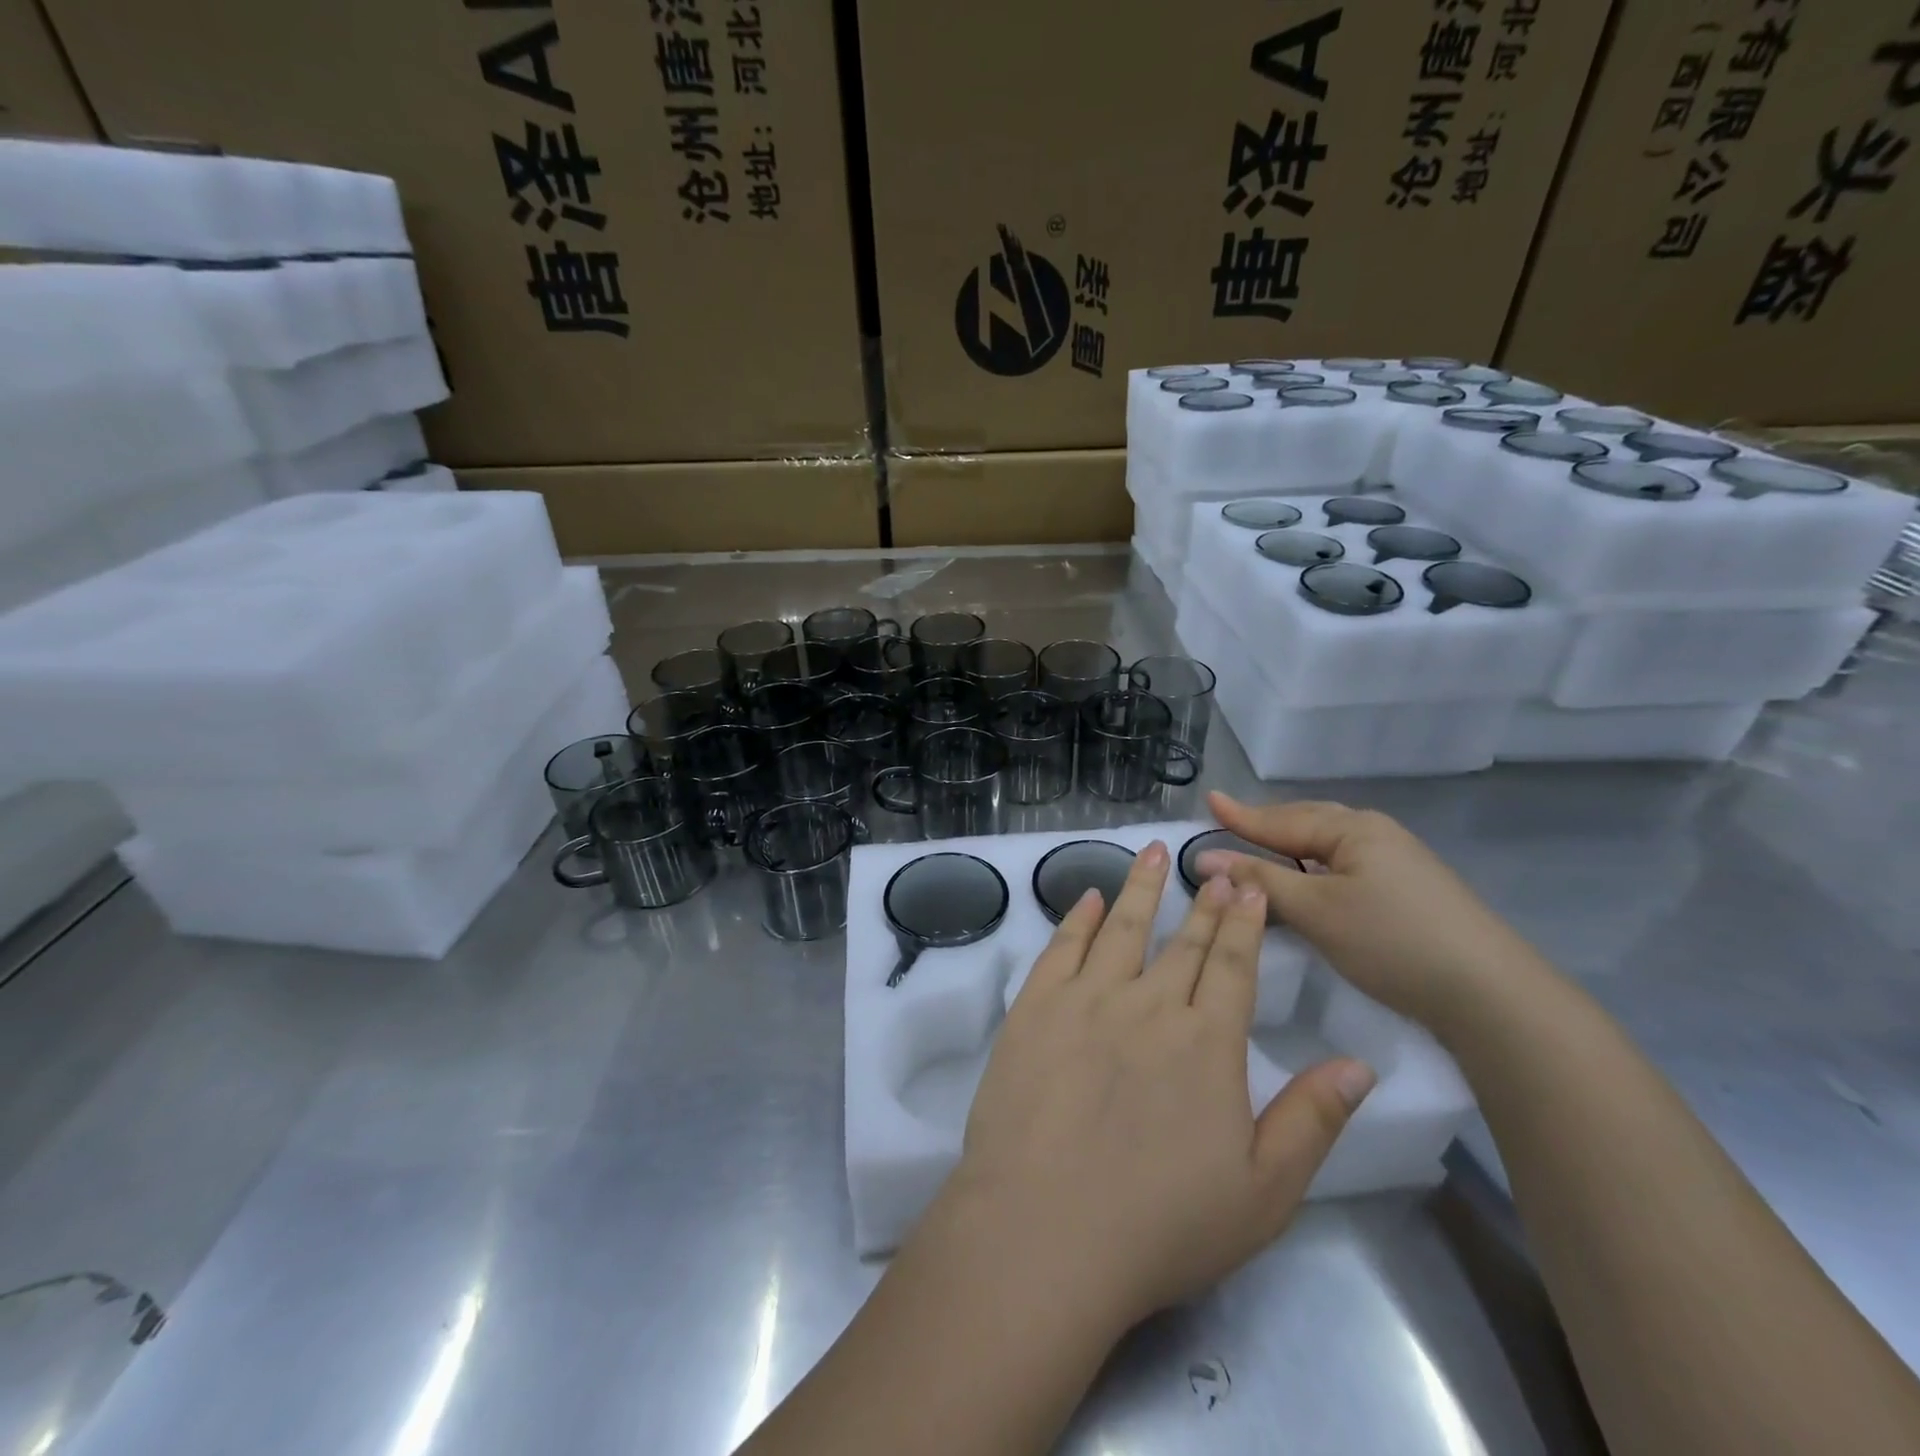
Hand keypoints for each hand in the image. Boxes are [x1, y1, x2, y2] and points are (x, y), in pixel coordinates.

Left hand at [931, 840, 1375, 1332]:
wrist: (1045, 1229)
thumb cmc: (1160, 1223)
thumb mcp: (1263, 1192)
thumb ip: (1312, 1120)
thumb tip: (1359, 1064)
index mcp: (1208, 1043)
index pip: (1234, 966)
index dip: (1244, 923)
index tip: (1249, 886)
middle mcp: (1150, 1004)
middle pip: (1184, 942)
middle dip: (1204, 902)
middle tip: (1214, 867)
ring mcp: (1087, 999)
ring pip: (1123, 927)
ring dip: (1141, 887)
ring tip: (1153, 850)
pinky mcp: (1036, 1007)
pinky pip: (1062, 948)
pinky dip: (1079, 917)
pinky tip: (1090, 897)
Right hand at [1197, 792, 1543, 1033]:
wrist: (1490, 994)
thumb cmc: (1391, 941)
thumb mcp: (1315, 910)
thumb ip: (1259, 879)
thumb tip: (1204, 858)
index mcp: (1352, 828)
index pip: (1281, 819)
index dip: (1241, 815)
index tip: (1208, 798)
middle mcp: (1376, 833)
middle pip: (1308, 822)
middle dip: (1267, 824)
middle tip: (1229, 823)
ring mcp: (1397, 861)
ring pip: (1328, 844)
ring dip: (1291, 845)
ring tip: (1260, 846)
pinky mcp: (1409, 889)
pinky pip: (1345, 864)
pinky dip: (1314, 866)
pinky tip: (1308, 879)